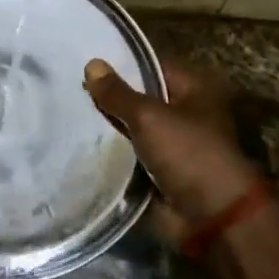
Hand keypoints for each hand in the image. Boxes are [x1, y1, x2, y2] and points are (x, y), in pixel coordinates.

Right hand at [84, 57, 269, 226]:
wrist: (212, 218)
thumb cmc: (188, 154)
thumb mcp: (149, 117)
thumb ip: (118, 93)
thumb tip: (91, 64)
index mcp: (194, 89)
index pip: (151, 66)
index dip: (120, 63)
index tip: (84, 60)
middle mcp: (184, 113)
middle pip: (139, 98)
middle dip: (109, 96)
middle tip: (67, 85)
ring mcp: (171, 145)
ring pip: (131, 128)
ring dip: (106, 127)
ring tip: (66, 111)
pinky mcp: (158, 172)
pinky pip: (128, 156)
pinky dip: (109, 153)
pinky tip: (78, 142)